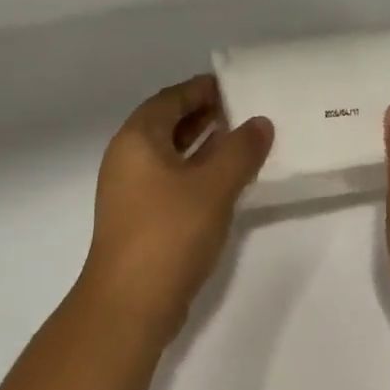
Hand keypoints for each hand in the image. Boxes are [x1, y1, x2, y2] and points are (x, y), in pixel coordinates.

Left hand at [78, 76, 273, 350]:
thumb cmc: (169, 233)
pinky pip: (172, 179)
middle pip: (169, 123)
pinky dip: (197, 171)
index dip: (202, 88)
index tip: (236, 84)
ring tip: (242, 138)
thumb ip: (240, 150)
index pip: (171, 98)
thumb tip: (260, 122)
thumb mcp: (213, 186)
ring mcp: (132, 191)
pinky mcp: (141, 218)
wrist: (129, 305)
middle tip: (245, 108)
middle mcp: (129, 158)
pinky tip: (226, 179)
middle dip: (205, 114)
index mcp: (137, 139)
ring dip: (204, 144)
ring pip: (172, 154)